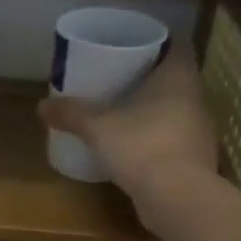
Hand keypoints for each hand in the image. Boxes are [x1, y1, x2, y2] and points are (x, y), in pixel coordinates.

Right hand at [37, 49, 218, 207]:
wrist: (178, 199)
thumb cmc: (142, 146)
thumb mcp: (98, 128)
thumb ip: (72, 114)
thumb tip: (41, 106)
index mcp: (178, 78)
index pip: (176, 45)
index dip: (156, 42)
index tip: (132, 46)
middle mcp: (195, 99)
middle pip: (175, 78)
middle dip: (149, 77)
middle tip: (118, 78)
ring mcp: (200, 131)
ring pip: (176, 109)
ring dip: (154, 109)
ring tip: (123, 111)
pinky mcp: (196, 160)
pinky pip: (175, 138)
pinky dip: (157, 137)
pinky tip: (135, 146)